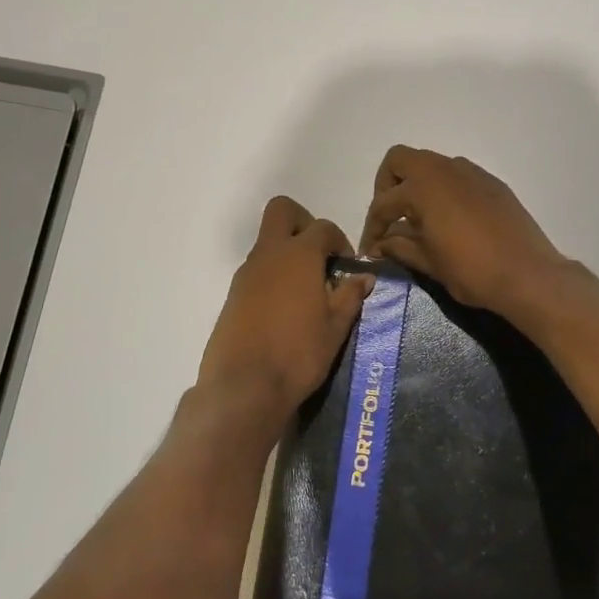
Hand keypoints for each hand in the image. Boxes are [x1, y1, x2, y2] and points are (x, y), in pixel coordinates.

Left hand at [198, 197, 373, 416]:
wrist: (244, 386)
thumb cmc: (299, 353)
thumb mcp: (335, 327)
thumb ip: (350, 296)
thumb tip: (364, 276)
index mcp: (299, 255)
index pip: (322, 227)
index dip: (340, 240)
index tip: (347, 265)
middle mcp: (269, 255)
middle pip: (282, 211)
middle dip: (303, 222)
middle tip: (320, 255)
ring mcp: (246, 274)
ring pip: (268, 243)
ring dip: (288, 254)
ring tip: (308, 292)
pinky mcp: (233, 295)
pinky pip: (257, 270)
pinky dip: (274, 276)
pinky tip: (287, 310)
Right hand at [358, 147, 569, 318]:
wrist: (529, 275)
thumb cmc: (472, 271)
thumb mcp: (428, 262)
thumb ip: (399, 246)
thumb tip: (381, 243)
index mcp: (423, 187)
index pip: (383, 203)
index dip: (372, 228)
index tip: (370, 250)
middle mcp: (445, 169)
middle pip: (400, 160)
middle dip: (387, 186)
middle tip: (390, 218)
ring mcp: (471, 173)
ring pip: (431, 165)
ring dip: (416, 186)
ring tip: (417, 221)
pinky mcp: (492, 183)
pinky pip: (457, 177)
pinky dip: (443, 191)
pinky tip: (448, 221)